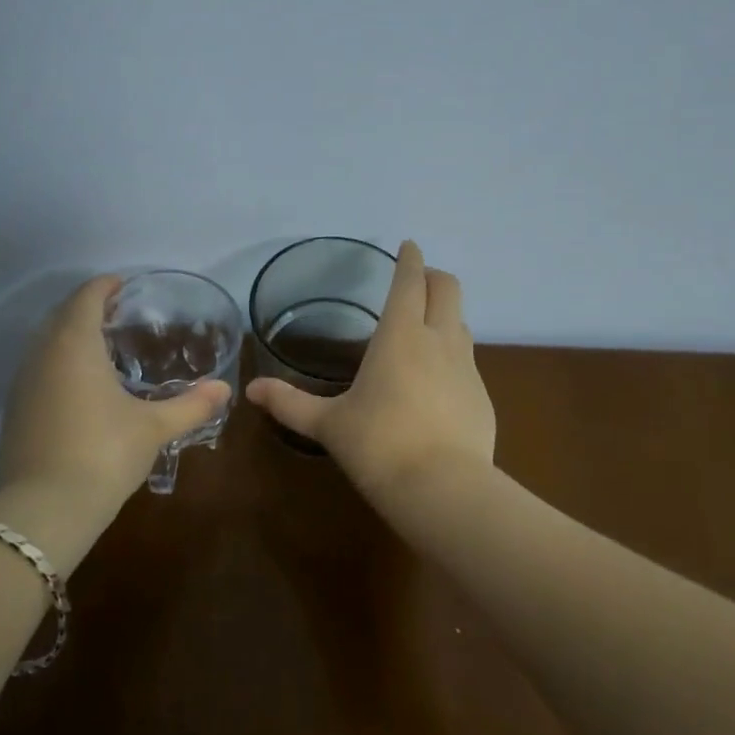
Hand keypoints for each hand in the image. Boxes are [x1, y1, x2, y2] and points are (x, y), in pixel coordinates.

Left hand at [0, 276, 230, 534]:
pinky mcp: (15, 411)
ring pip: (46, 342)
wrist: (43, 511)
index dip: (106, 285)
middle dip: (88, 307)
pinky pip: (39, 369)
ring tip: (104, 346)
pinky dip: (59, 362)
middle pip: (62, 315)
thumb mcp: (153, 428)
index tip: (126, 284)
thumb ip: (191, 406)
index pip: (86, 297)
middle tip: (120, 313)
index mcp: (74, 344)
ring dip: (71, 335)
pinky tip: (82, 386)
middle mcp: (42, 354)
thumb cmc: (103, 453)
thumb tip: (224, 390)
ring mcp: (23, 384)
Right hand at [246, 241, 496, 498]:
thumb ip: (290, 404)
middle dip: (434, 276)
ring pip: (462, 323)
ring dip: (445, 314)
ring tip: (425, 328)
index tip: (409, 246)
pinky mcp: (482, 397)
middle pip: (448, 289)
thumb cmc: (378, 445)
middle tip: (418, 280)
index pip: (410, 281)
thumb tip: (251, 391)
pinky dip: (453, 355)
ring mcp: (467, 368)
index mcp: (401, 335)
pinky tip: (437, 382)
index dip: (410, 259)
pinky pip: (467, 361)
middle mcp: (439, 340)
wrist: (443, 489)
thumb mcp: (329, 425)